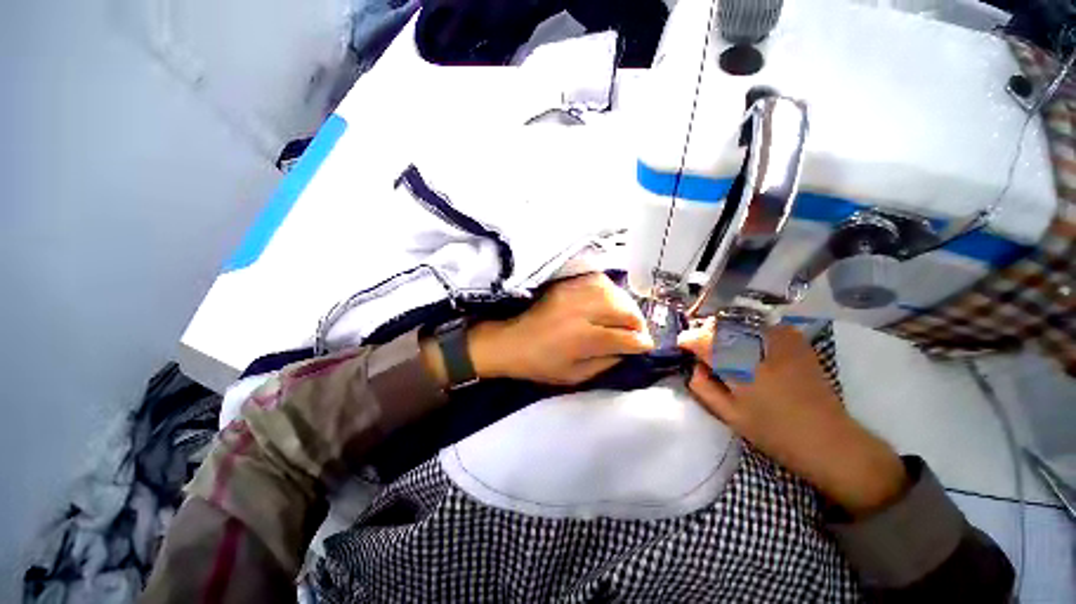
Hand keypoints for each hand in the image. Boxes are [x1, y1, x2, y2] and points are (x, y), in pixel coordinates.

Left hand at [468, 273, 655, 384]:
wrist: (512, 341)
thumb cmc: (541, 364)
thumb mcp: (575, 376)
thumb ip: (606, 363)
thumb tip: (629, 350)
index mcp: (583, 339)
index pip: (625, 337)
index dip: (641, 343)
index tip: (646, 346)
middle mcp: (582, 312)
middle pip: (624, 311)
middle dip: (638, 323)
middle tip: (637, 333)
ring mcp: (574, 294)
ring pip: (615, 293)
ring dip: (626, 306)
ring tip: (626, 318)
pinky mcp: (567, 284)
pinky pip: (599, 281)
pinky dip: (611, 291)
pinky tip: (610, 301)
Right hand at [678, 323, 906, 516]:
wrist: (829, 439)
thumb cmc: (773, 432)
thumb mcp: (728, 415)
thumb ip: (703, 387)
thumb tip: (694, 366)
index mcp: (737, 365)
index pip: (700, 338)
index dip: (687, 341)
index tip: (683, 348)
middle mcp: (756, 344)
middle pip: (718, 325)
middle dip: (706, 335)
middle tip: (704, 352)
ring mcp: (779, 338)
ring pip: (739, 323)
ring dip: (726, 333)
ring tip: (727, 351)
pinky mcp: (795, 340)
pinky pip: (761, 325)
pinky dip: (750, 333)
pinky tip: (753, 350)